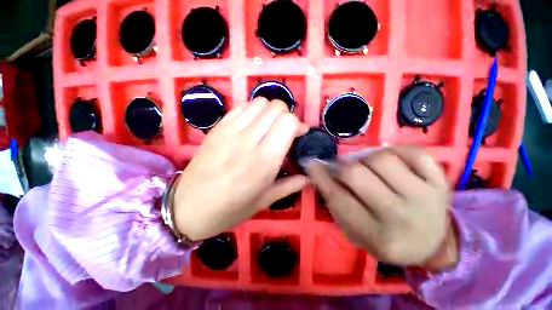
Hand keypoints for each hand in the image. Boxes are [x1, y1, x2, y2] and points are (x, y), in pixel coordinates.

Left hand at [172, 98, 308, 240]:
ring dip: (271, 111)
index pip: (288, 122)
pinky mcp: (218, 127)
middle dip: (287, 115)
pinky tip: (253, 123)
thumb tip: (309, 177)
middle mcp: (249, 139)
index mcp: (265, 160)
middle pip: (276, 108)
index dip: (299, 124)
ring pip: (260, 102)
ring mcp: (231, 130)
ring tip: (270, 126)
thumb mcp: (264, 201)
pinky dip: (253, 109)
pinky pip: (242, 106)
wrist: (189, 207)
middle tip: (286, 130)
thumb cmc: (230, 209)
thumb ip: (289, 185)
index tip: (300, 134)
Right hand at [307, 147, 457, 269]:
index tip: (310, 163)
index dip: (320, 176)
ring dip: (366, 158)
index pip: (337, 197)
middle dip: (340, 165)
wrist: (432, 245)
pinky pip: (414, 153)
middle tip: (339, 166)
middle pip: (356, 174)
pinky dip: (395, 150)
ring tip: (366, 166)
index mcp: (376, 236)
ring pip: (381, 158)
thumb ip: (335, 202)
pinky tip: (390, 159)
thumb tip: (319, 171)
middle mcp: (401, 217)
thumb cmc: (386, 239)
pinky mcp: (441, 183)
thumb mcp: (354, 231)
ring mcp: (425, 197)